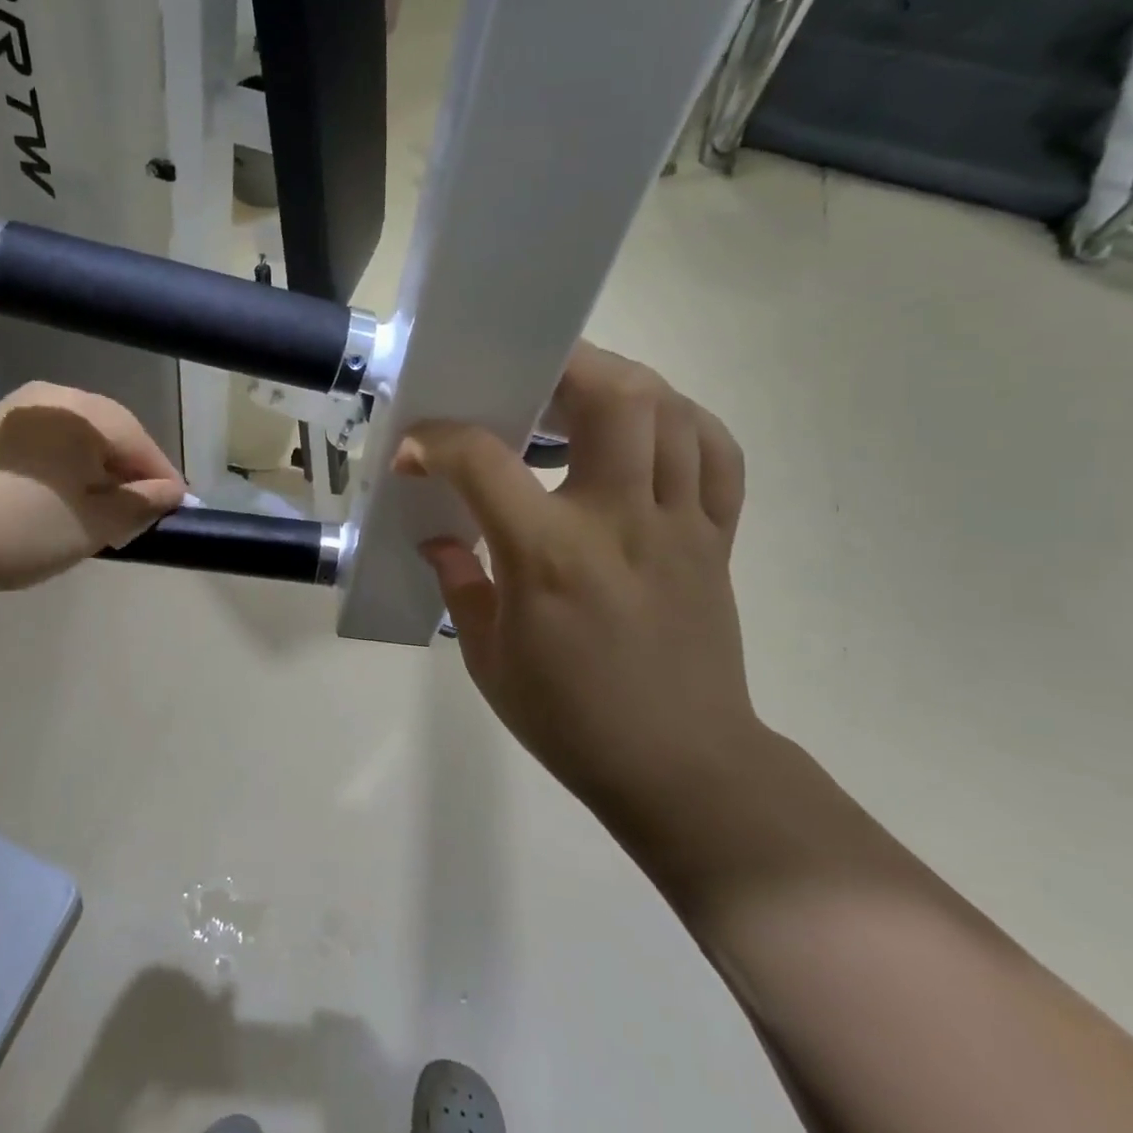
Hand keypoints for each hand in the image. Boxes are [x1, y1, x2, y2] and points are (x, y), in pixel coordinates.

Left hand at [0, 382, 184, 595]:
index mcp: (82, 410)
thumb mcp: (94, 523)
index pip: (141, 441)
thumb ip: (141, 504)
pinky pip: (52, 447)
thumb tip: (171, 493)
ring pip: (81, 441)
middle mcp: (53, 398)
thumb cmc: (21, 527)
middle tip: (141, 517)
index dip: (164, 480)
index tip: (180, 513)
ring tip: (104, 514)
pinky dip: (69, 471)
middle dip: (130, 476)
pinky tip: (65, 501)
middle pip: (111, 436)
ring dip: (100, 475)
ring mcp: (19, 412)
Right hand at [396, 344, 759, 808]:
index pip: (484, 461)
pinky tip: (649, 433)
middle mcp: (620, 522)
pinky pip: (716, 456)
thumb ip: (460, 584)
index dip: (438, 441)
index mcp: (550, 556)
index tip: (416, 449)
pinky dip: (684, 424)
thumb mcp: (488, 658)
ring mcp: (679, 525)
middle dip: (563, 365)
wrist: (681, 767)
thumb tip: (441, 538)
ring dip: (622, 384)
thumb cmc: (570, 718)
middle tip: (526, 376)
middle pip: (615, 397)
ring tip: (581, 394)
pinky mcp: (715, 539)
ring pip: (671, 413)